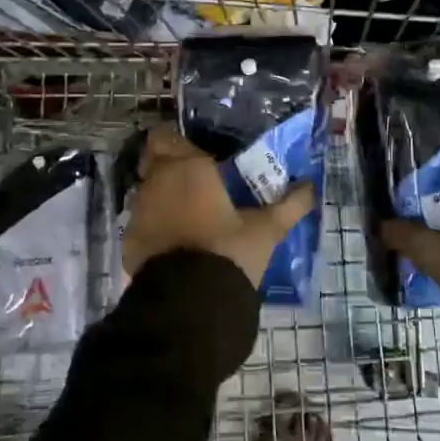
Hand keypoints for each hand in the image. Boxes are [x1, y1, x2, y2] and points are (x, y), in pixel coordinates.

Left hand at [123, 128, 315, 286]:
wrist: (190, 304)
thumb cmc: (229, 252)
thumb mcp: (266, 229)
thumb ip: (290, 204)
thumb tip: (311, 187)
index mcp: (187, 167)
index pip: (167, 136)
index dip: (179, 142)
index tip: (199, 155)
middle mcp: (156, 182)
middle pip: (153, 160)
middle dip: (170, 166)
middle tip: (197, 182)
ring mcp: (138, 212)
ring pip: (146, 191)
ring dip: (163, 196)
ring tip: (190, 215)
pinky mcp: (129, 241)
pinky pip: (141, 222)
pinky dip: (155, 226)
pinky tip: (176, 242)